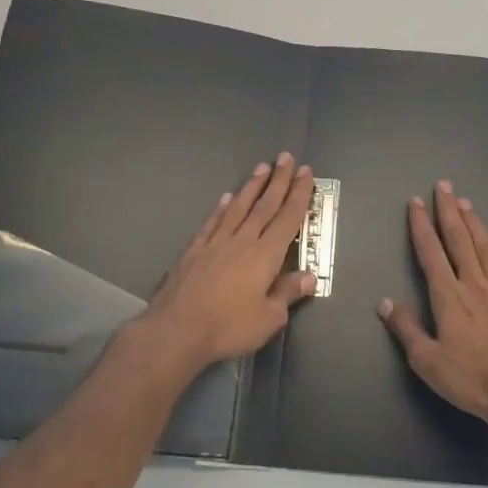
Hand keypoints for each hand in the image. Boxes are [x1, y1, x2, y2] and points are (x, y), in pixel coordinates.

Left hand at [141, 153, 316, 373]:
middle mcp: (242, 241)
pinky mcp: (194, 251)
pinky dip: (221, 208)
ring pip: (238, 208)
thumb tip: (310, 276)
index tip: (306, 172)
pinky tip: (226, 198)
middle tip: (286, 157)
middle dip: (278, 181)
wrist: (177, 330)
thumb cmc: (229, 327)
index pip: (287, 218)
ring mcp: (215, 243)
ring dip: (251, 187)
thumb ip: (288, 293)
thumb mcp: (269, 318)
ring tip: (261, 167)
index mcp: (265, 255)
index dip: (298, 194)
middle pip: (264, 205)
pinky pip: (212, 223)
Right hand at [378, 180, 487, 430]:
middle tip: (444, 186)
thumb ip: (406, 329)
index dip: (421, 226)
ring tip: (467, 204)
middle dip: (449, 212)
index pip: (431, 253)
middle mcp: (475, 287)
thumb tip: (385, 302)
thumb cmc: (470, 380)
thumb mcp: (427, 361)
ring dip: (476, 226)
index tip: (415, 202)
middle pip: (460, 242)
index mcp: (449, 297)